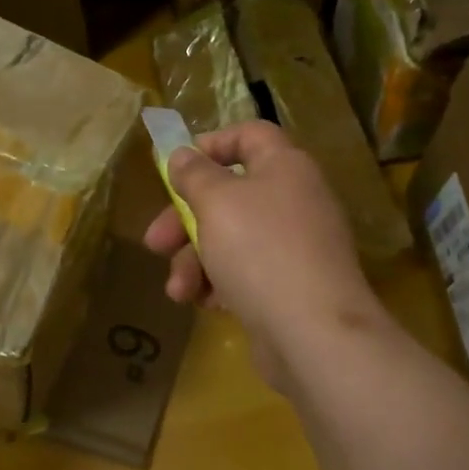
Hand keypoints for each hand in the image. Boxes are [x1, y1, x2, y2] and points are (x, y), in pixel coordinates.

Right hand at [143, 121, 387, 390]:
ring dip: (195, 261)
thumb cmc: (260, 251)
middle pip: (230, 194)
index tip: (177, 168)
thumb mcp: (216, 202)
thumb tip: (183, 154)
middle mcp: (295, 200)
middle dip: (184, 219)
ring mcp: (295, 246)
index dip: (212, 144)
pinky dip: (220, 284)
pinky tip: (204, 304)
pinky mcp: (290, 287)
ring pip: (232, 239)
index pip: (250, 135)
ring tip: (178, 291)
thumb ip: (194, 174)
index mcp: (285, 167)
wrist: (314, 334)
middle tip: (154, 243)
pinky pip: (246, 273)